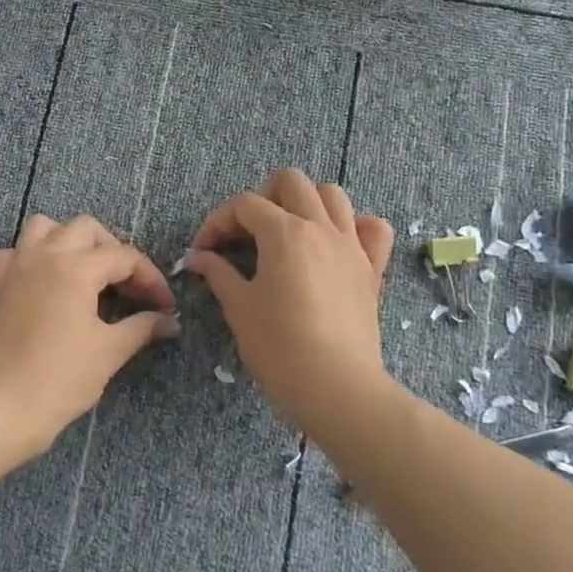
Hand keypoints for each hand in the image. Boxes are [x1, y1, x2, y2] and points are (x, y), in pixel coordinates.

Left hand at [0, 213, 179, 452]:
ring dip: (70, 240)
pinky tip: (45, 281)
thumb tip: (169, 321)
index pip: (125, 256)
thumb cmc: (62, 378)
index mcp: (76, 267)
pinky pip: (15, 252)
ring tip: (87, 271)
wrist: (2, 407)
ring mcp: (17, 266)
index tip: (165, 306)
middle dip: (113, 250)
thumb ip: (142, 327)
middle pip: (87, 229)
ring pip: (45, 227)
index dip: (151, 278)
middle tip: (128, 286)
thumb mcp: (109, 351)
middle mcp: (45, 255)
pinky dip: (32, 256)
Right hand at [184, 168, 393, 436]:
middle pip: (290, 181)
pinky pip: (373, 228)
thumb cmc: (279, 348)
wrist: (338, 390)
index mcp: (284, 232)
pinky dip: (354, 226)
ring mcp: (351, 245)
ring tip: (288, 232)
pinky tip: (335, 244)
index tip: (204, 250)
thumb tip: (199, 257)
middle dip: (262, 197)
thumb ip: (218, 273)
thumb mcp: (239, 308)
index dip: (217, 221)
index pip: (244, 204)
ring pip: (332, 195)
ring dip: (306, 203)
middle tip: (246, 233)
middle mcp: (320, 227)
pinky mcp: (372, 269)